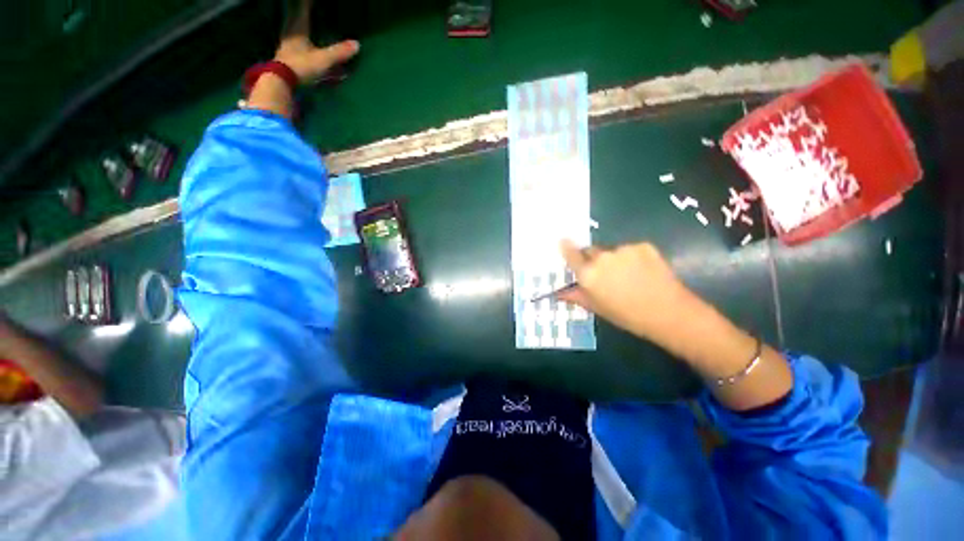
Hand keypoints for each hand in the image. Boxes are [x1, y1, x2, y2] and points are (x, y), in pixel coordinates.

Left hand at [274, 0, 358, 83]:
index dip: (307, 5)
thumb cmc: (301, 66)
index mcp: (298, 29)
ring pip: (293, 31)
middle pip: (295, 18)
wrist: (282, 82)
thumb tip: (357, 44)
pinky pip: (293, 44)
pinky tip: (302, 46)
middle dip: (300, 13)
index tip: (310, 0)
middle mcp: (291, 34)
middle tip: (305, 9)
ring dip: (298, 27)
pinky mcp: (286, 58)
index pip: (302, 10)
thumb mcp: (323, 59)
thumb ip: (339, 52)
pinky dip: (298, 42)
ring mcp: (287, 46)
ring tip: (304, 24)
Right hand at [558, 239, 792, 409]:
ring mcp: (624, 249)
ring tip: (627, 275)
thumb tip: (558, 293)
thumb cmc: (627, 315)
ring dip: (613, 259)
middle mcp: (602, 257)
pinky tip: (641, 271)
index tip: (563, 241)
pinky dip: (631, 257)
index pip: (571, 254)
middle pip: (590, 251)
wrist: (669, 313)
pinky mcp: (643, 246)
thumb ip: (576, 296)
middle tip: (603, 273)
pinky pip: (629, 249)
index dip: (566, 247)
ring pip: (611, 250)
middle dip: (593, 258)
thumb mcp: (597, 308)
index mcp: (588, 274)